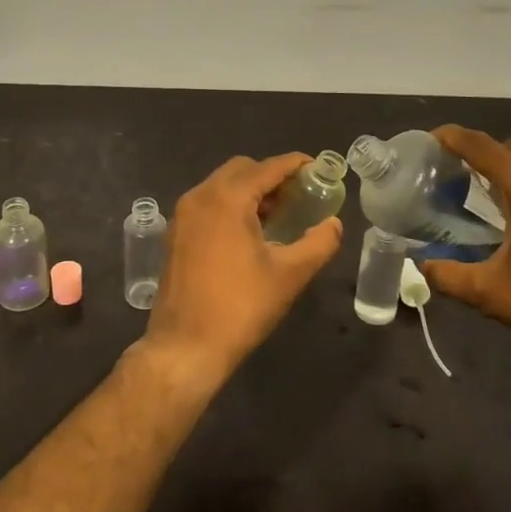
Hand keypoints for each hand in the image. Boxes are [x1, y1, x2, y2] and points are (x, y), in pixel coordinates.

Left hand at [140, 153, 342, 388]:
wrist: (185, 347)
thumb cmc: (240, 307)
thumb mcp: (289, 275)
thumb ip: (318, 243)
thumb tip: (334, 224)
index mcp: (227, 199)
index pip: (267, 168)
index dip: (295, 164)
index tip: (318, 168)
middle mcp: (200, 196)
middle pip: (242, 169)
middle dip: (272, 176)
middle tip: (300, 195)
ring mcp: (183, 214)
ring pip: (222, 185)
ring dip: (250, 190)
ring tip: (279, 214)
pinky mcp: (176, 233)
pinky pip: (208, 203)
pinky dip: (231, 204)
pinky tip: (250, 231)